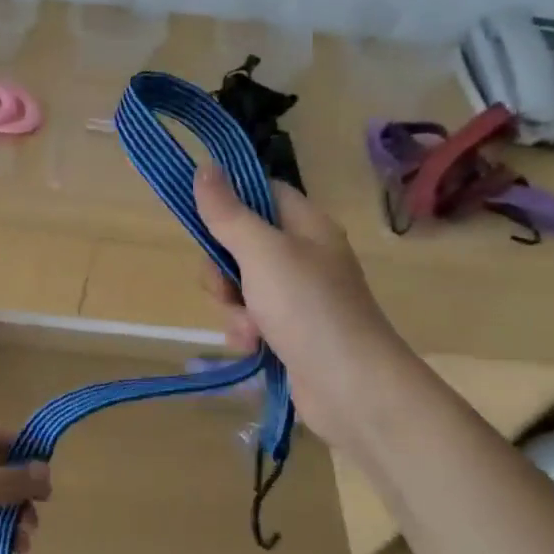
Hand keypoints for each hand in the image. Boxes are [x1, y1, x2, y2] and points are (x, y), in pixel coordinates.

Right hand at [193, 166, 407, 449]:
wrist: (351, 387)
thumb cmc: (308, 308)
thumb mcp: (261, 252)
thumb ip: (228, 213)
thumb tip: (205, 166)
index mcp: (306, 226)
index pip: (262, 193)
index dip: (230, 202)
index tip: (203, 220)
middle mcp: (304, 256)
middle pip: (241, 244)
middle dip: (223, 270)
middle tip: (226, 288)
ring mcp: (298, 297)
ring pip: (241, 286)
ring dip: (233, 308)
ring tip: (249, 329)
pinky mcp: (290, 332)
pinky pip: (251, 320)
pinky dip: (245, 333)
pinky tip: (253, 348)